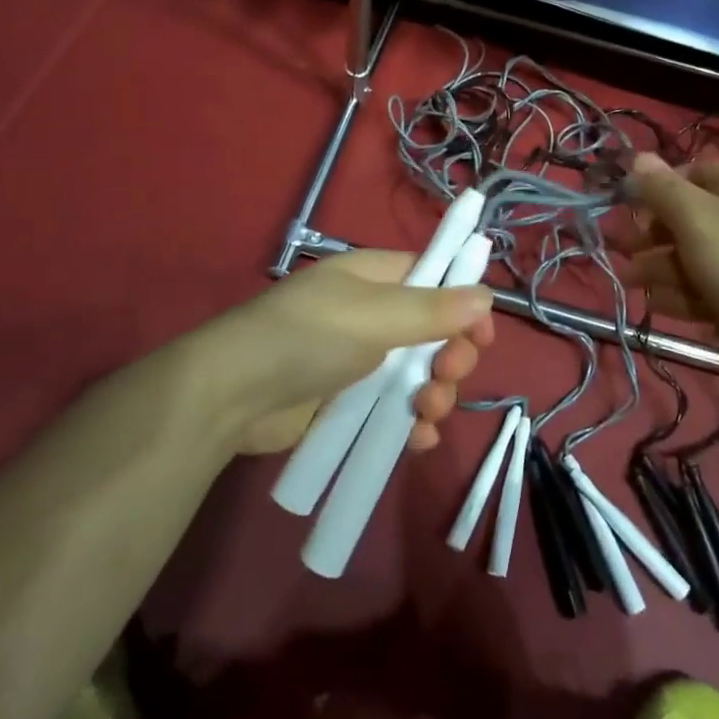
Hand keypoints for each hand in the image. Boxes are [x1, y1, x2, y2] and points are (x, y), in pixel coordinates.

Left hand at [193, 249, 495, 454]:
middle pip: (434, 331)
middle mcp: (371, 315)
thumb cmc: (308, 337)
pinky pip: (395, 409)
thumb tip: (486, 296)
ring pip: (418, 374)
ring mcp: (359, 361)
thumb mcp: (375, 316)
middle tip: (448, 374)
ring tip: (428, 412)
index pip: (433, 278)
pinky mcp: (348, 403)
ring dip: (436, 394)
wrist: (232, 396)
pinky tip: (417, 440)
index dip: (463, 303)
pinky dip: (412, 424)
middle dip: (452, 355)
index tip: (484, 333)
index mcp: (374, 278)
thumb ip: (432, 309)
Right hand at [618, 152, 718, 340]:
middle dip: (652, 234)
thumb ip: (662, 188)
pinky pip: (706, 289)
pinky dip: (681, 295)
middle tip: (622, 249)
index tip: (629, 203)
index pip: (691, 172)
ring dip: (659, 267)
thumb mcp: (695, 218)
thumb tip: (637, 156)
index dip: (658, 185)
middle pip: (687, 218)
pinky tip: (659, 306)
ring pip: (692, 257)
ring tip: (631, 283)